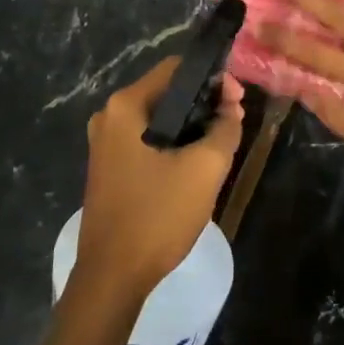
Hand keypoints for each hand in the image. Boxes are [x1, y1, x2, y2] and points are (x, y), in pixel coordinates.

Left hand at [76, 57, 244, 298]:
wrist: (113, 276)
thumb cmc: (158, 215)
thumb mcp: (205, 168)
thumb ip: (226, 128)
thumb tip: (232, 106)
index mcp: (125, 106)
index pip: (176, 68)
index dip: (212, 77)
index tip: (238, 99)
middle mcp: (109, 116)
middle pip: (167, 92)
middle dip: (204, 102)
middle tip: (235, 121)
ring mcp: (105, 143)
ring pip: (159, 119)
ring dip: (192, 125)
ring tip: (222, 143)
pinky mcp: (109, 167)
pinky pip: (148, 141)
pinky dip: (174, 143)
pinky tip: (196, 163)